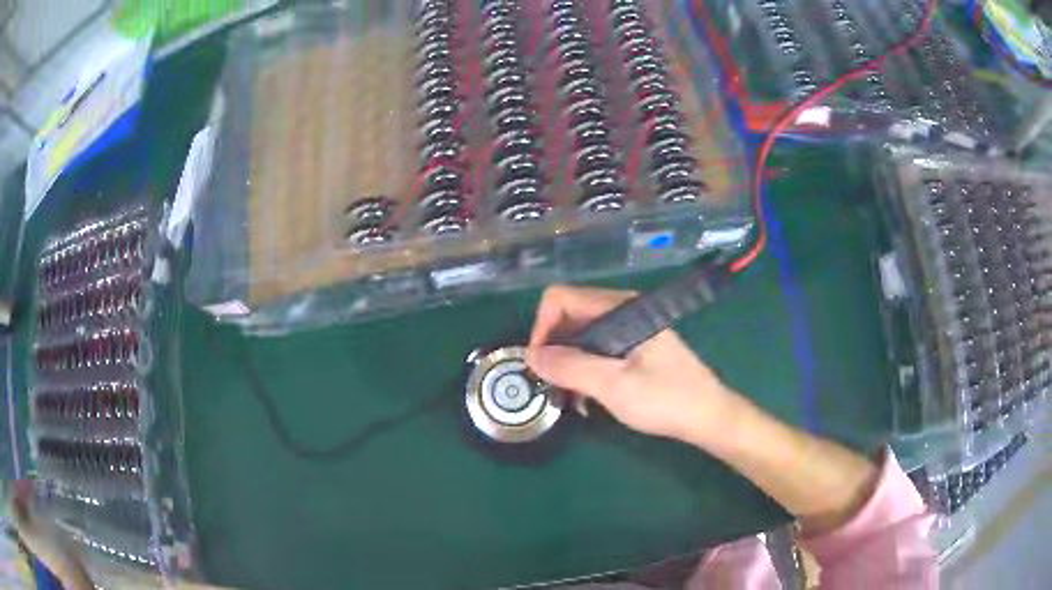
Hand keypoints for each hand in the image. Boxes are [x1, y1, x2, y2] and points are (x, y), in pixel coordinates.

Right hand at [526, 285, 741, 444]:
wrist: (708, 416)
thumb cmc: (666, 399)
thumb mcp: (614, 386)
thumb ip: (571, 367)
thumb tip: (530, 355)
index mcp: (621, 308)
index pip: (561, 299)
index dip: (542, 328)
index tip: (540, 365)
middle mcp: (623, 310)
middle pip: (569, 316)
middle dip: (553, 349)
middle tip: (550, 386)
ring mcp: (629, 329)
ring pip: (581, 335)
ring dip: (567, 364)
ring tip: (568, 398)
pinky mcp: (634, 347)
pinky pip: (597, 349)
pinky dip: (584, 369)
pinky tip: (586, 398)